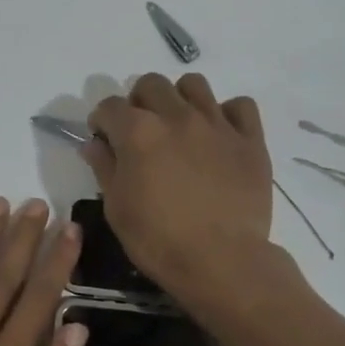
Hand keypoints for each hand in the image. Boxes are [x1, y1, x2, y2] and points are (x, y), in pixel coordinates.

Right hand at [82, 73, 274, 303]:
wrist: (221, 261)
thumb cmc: (158, 240)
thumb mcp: (117, 209)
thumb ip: (104, 168)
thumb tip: (95, 144)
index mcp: (138, 132)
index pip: (109, 106)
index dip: (101, 120)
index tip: (103, 139)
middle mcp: (177, 116)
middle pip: (151, 84)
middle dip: (138, 102)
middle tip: (140, 131)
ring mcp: (217, 124)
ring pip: (194, 85)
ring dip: (179, 99)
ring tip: (179, 126)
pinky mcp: (250, 140)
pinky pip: (240, 106)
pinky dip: (227, 114)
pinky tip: (219, 135)